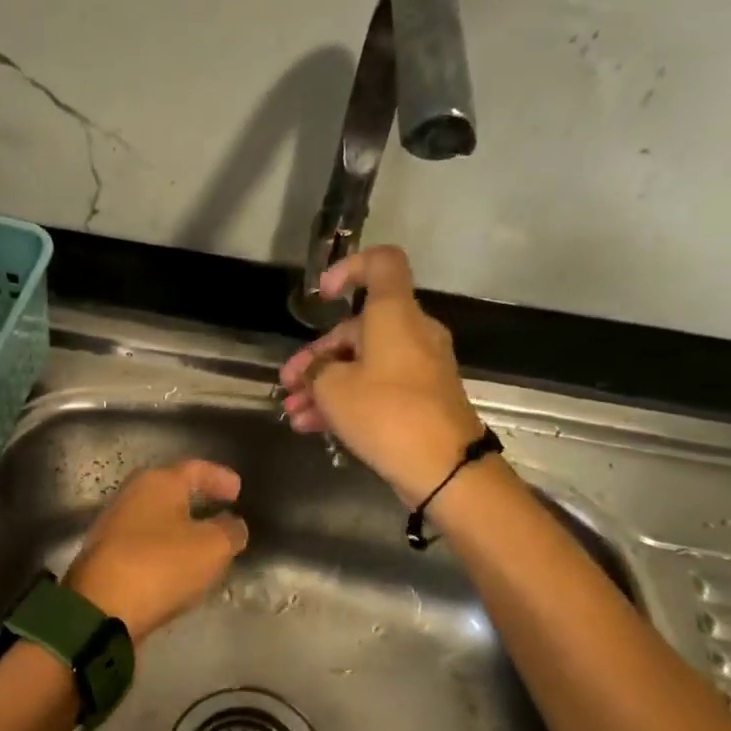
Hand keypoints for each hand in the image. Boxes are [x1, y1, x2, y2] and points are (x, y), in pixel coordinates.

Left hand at [65, 460, 249, 640]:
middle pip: (171, 491)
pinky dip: (165, 550)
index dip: (220, 477)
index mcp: (158, 482)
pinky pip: (145, 545)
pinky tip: (178, 566)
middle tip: (221, 512)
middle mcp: (131, 495)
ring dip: (180, 528)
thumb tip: (233, 524)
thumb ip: (230, 531)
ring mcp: (113, 526)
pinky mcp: (106, 556)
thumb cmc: (162, 565)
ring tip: (204, 543)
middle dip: (197, 500)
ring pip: (157, 519)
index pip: (195, 469)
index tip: (238, 490)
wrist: (101, 608)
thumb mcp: (213, 547)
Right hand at [278, 247, 483, 502]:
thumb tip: (318, 371)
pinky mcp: (421, 399)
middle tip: (288, 383)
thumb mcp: (333, 389)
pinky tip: (312, 426)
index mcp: (395, 314)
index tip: (322, 296)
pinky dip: (347, 400)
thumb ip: (316, 371)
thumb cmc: (385, 412)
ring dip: (325, 386)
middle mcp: (413, 333)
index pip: (382, 263)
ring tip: (293, 413)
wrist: (443, 466)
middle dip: (317, 356)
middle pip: (359, 329)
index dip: (348, 268)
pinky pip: (377, 388)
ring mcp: (419, 367)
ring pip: (363, 364)